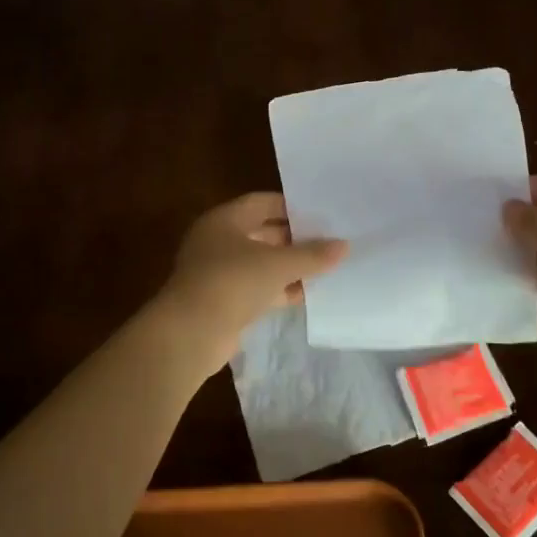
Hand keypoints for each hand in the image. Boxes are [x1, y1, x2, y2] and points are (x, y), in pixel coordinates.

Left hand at [159, 192, 345, 358]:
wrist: (191, 333)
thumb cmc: (232, 282)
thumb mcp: (278, 264)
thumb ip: (312, 255)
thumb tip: (344, 245)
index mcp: (224, 220)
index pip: (262, 203)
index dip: (291, 206)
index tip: (322, 212)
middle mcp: (219, 242)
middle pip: (263, 233)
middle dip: (295, 238)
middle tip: (329, 240)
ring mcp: (220, 274)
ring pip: (261, 263)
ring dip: (289, 266)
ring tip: (326, 266)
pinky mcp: (225, 302)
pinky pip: (258, 289)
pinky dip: (280, 289)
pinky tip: (308, 294)